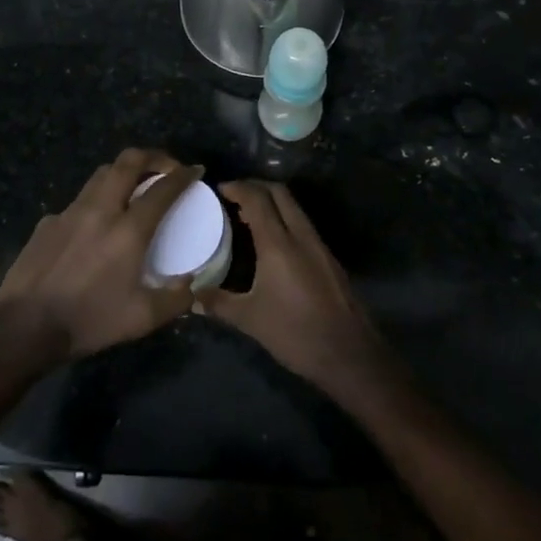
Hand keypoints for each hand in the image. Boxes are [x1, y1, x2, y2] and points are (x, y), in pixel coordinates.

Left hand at [0, 148, 202, 360]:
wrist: (24, 326)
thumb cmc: (88, 320)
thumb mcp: (141, 319)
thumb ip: (174, 300)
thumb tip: (191, 284)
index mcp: (128, 230)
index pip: (162, 188)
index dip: (183, 175)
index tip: (195, 171)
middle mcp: (100, 210)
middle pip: (128, 162)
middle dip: (152, 156)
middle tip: (165, 167)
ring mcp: (69, 212)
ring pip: (101, 174)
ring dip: (123, 172)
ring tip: (133, 187)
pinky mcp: (48, 222)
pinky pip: (78, 201)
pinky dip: (95, 202)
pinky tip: (93, 227)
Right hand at [207, 180, 389, 400]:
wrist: (349, 354)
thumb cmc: (295, 333)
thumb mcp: (250, 319)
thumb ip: (219, 303)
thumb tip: (191, 297)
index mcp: (279, 244)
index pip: (257, 199)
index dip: (238, 187)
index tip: (219, 190)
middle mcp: (301, 236)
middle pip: (279, 193)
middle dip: (255, 186)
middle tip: (233, 196)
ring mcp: (319, 245)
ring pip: (294, 207)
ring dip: (272, 202)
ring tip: (248, 217)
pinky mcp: (329, 258)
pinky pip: (303, 224)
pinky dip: (285, 219)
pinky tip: (273, 242)